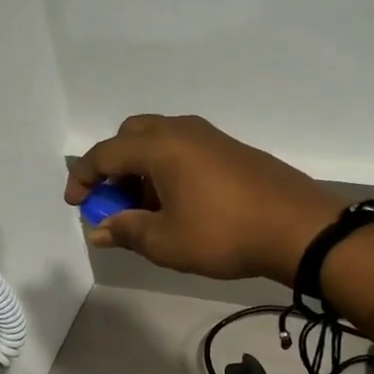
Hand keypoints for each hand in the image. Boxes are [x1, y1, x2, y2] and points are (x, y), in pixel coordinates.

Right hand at [64, 115, 343, 284]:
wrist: (298, 228)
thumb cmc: (224, 234)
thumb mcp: (166, 241)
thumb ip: (127, 231)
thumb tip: (100, 229)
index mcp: (160, 146)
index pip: (106, 154)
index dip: (84, 178)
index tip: (76, 205)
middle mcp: (182, 131)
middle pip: (132, 136)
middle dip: (114, 166)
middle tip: (113, 201)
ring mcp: (211, 137)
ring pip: (161, 141)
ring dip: (143, 169)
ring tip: (147, 210)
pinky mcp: (232, 150)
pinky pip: (185, 150)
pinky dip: (168, 169)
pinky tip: (179, 204)